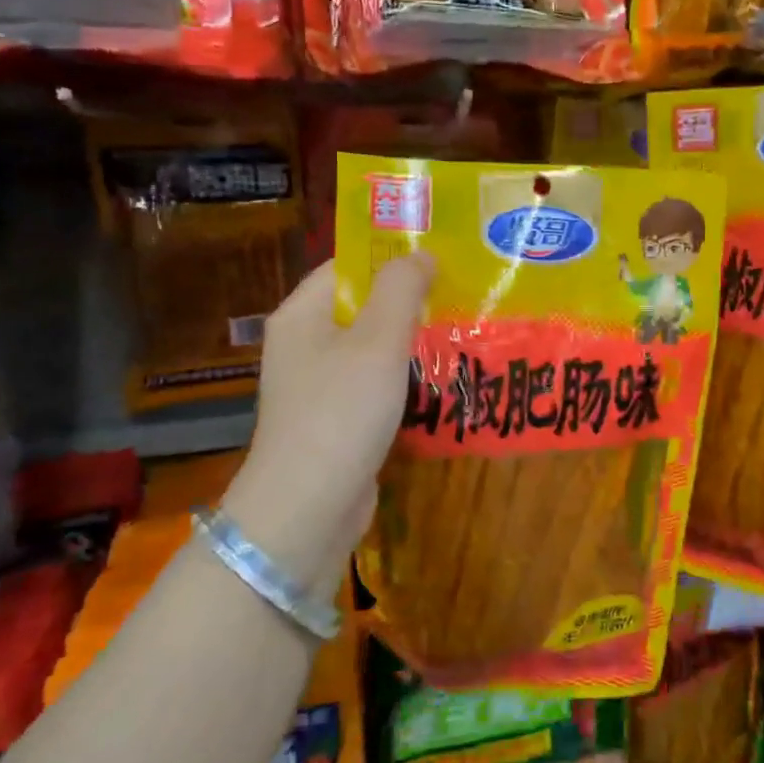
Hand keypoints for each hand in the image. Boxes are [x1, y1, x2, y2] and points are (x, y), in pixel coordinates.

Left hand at [220, 254, 431, 597]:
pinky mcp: (336, 419)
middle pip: (361, 306)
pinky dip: (404, 379)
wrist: (308, 508)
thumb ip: (400, 290)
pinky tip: (442, 379)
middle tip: (462, 293)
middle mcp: (304, 344)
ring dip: (412, 341)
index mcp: (301, 314)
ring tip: (462, 330)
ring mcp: (319, 385)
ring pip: (372, 348)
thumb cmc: (340, 412)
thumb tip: (421, 254)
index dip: (391, 257)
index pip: (346, 266)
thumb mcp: (377, 342)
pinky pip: (375, 384)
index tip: (441, 256)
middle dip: (410, 300)